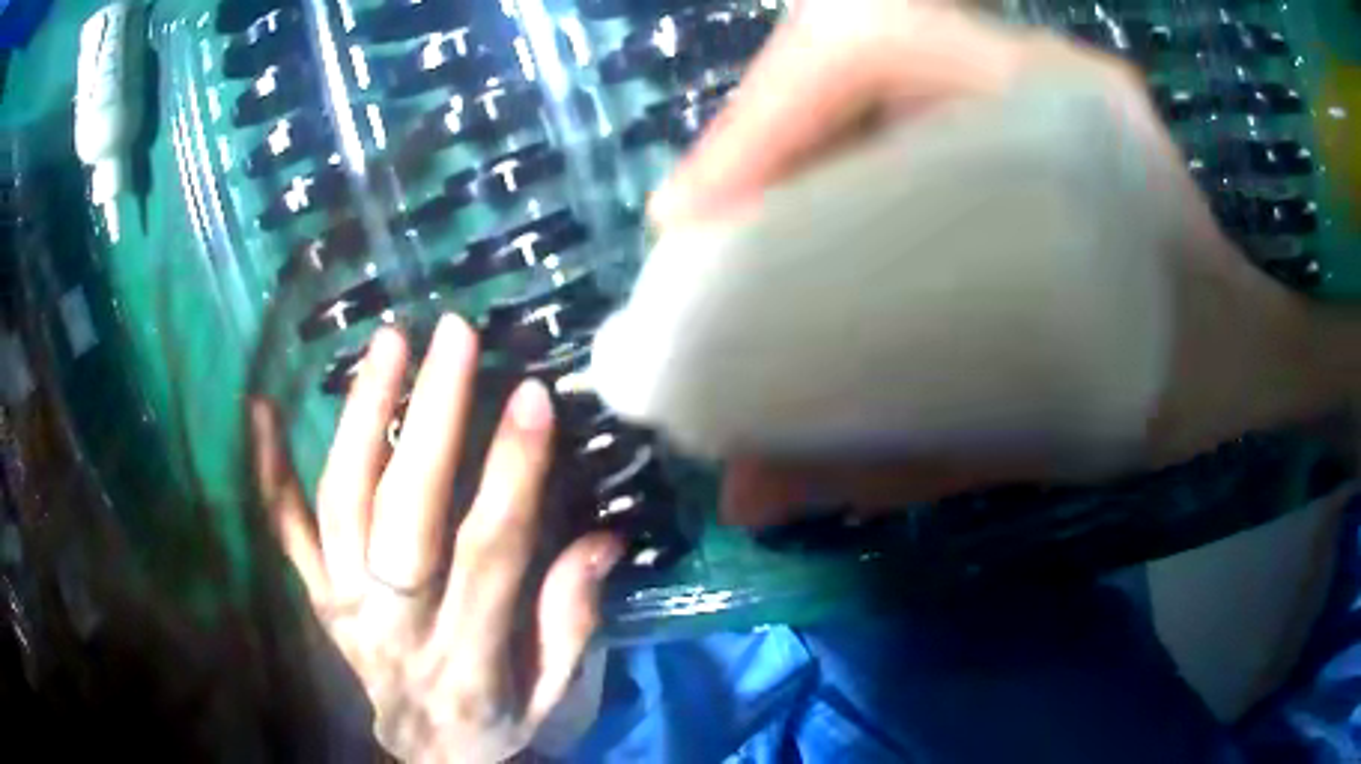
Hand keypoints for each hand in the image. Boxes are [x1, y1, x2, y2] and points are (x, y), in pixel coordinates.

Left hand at [251, 316, 622, 762]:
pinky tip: (258, 408)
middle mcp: (394, 628)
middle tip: (454, 337)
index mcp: (468, 661)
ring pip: (342, 505)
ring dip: (363, 418)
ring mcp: (342, 608)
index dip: (512, 472)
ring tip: (390, 342)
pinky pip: (283, 533)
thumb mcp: (553, 698)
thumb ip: (572, 625)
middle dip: (431, 421)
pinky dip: (267, 472)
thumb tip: (602, 539)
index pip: (490, 553)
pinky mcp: (315, 598)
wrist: (424, 758)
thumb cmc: (497, 726)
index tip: (532, 394)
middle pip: (405, 517)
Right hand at [650, 0, 1337, 524]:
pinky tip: (815, 221)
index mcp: (1066, 108)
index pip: (877, 36)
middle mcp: (1032, 71)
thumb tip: (756, 495)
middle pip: (849, 52)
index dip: (765, 107)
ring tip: (735, 235)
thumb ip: (921, 458)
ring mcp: (1026, 81)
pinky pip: (904, 104)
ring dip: (785, 145)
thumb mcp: (1076, 427)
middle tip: (695, 236)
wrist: (1266, 331)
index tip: (693, 212)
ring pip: (869, 75)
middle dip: (753, 136)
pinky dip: (836, 152)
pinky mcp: (1022, 111)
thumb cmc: (1202, 373)